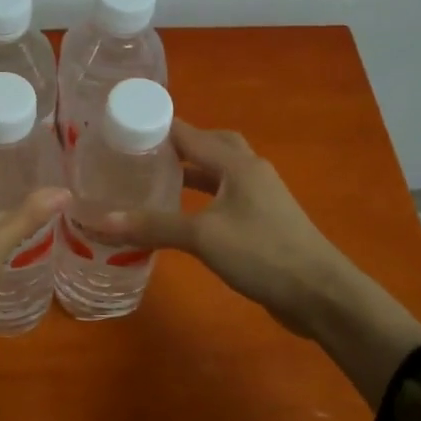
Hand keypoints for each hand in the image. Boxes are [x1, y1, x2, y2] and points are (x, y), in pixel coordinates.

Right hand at [96, 121, 361, 339]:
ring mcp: (261, 197)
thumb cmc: (262, 253)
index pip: (190, 133)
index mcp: (237, 164)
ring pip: (221, 172)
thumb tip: (100, 220)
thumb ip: (154, 225)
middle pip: (212, 145)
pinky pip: (227, 197)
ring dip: (193, 172)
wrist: (320, 293)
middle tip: (144, 153)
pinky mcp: (264, 222)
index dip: (158, 127)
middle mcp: (250, 171)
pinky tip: (187, 216)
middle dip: (179, 145)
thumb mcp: (202, 237)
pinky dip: (204, 198)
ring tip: (158, 180)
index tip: (123, 127)